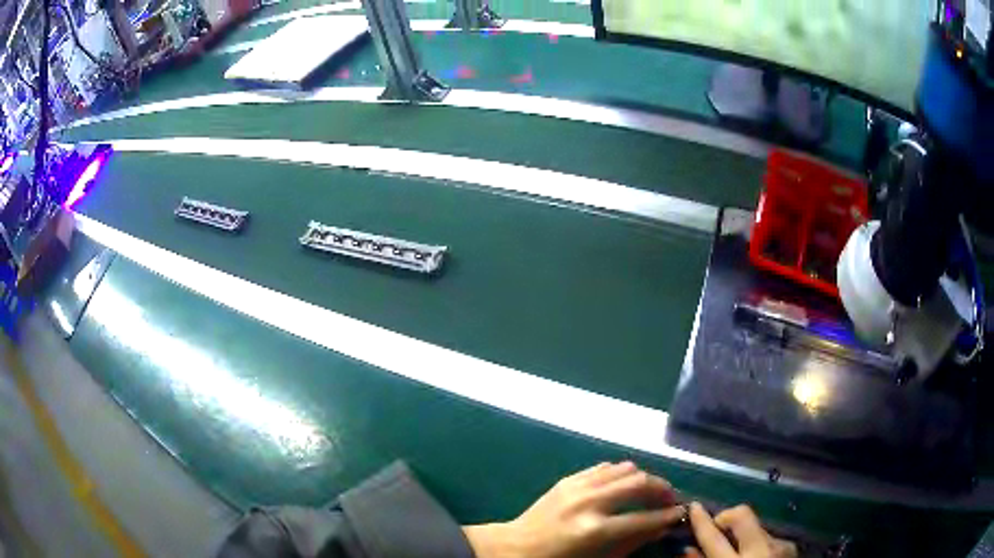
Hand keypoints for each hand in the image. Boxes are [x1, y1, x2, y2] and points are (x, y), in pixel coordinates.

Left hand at [464, 462, 685, 557]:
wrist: (514, 548)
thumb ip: (632, 542)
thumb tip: (661, 527)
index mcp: (595, 530)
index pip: (644, 518)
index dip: (668, 515)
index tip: (682, 513)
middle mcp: (589, 502)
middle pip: (639, 483)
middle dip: (662, 488)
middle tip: (670, 498)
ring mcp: (577, 487)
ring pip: (624, 468)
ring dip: (643, 478)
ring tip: (650, 491)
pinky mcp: (567, 479)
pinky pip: (603, 467)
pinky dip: (620, 473)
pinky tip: (623, 485)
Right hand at [686, 503, 796, 557]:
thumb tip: (687, 548)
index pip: (714, 538)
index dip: (702, 521)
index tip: (694, 506)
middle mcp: (760, 550)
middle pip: (742, 515)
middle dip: (727, 516)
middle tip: (718, 528)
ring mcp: (779, 545)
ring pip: (756, 526)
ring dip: (744, 535)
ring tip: (740, 552)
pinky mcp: (790, 545)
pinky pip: (769, 537)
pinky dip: (758, 544)